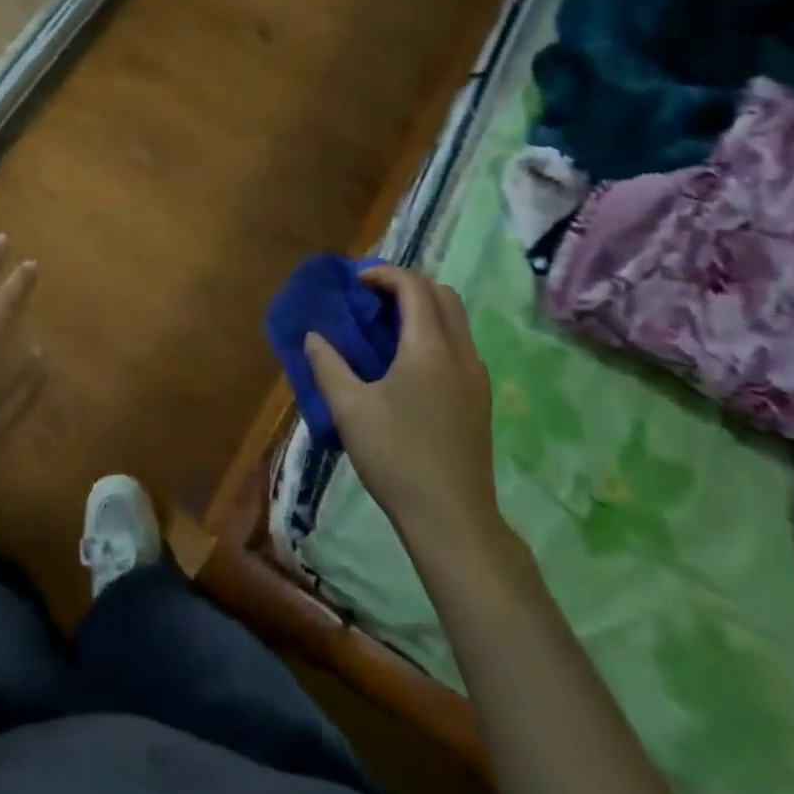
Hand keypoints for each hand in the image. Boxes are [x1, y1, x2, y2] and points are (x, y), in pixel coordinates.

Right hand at [305, 266, 503, 548]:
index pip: (414, 286)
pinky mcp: (480, 397)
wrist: (452, 518)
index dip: (384, 274)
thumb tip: (314, 336)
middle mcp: (461, 352)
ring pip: (455, 319)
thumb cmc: (396, 457)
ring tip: (386, 325)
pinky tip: (407, 361)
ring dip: (423, 307)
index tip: (355, 282)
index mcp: (429, 347)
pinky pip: (459, 343)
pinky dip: (434, 331)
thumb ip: (328, 365)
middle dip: (406, 284)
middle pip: (442, 294)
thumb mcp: (349, 409)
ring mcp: (476, 375)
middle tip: (371, 297)